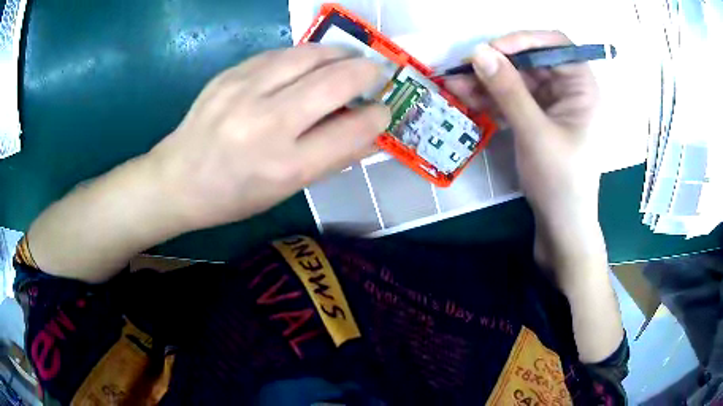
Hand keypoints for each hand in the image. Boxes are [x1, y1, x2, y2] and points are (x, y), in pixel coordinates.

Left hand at [149, 45, 389, 230]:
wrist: (177, 179)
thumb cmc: (234, 195)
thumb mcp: (286, 190)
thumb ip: (333, 159)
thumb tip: (372, 133)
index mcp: (286, 166)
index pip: (353, 129)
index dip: (378, 116)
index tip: (383, 110)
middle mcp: (267, 123)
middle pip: (337, 81)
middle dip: (368, 72)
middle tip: (377, 72)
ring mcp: (245, 92)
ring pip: (310, 55)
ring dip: (340, 54)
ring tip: (350, 59)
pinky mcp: (230, 74)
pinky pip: (280, 53)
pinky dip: (306, 55)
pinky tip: (311, 62)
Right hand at [445, 31, 602, 266]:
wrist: (561, 226)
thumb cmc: (561, 182)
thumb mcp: (535, 133)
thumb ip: (508, 90)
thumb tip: (478, 52)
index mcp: (582, 87)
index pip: (555, 44)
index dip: (523, 40)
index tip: (492, 51)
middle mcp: (569, 89)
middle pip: (531, 61)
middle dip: (496, 64)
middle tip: (461, 68)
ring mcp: (552, 105)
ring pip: (517, 80)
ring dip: (487, 82)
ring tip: (454, 85)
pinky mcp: (538, 119)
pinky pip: (513, 99)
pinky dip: (491, 99)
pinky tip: (467, 100)